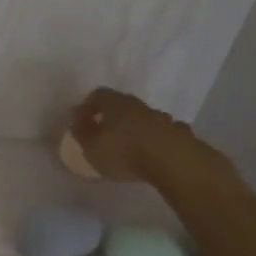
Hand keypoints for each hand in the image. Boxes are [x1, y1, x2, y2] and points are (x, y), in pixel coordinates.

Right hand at [67, 87, 195, 181]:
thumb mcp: (91, 147)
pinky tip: (152, 154)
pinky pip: (161, 133)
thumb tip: (75, 119)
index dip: (87, 107)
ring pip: (143, 118)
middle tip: (103, 134)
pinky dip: (154, 140)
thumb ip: (81, 132)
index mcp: (115, 103)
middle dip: (111, 117)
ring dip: (134, 128)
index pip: (97, 95)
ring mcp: (162, 118)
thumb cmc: (124, 152)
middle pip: (122, 105)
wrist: (173, 161)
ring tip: (129, 147)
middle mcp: (138, 105)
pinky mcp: (179, 134)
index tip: (80, 122)